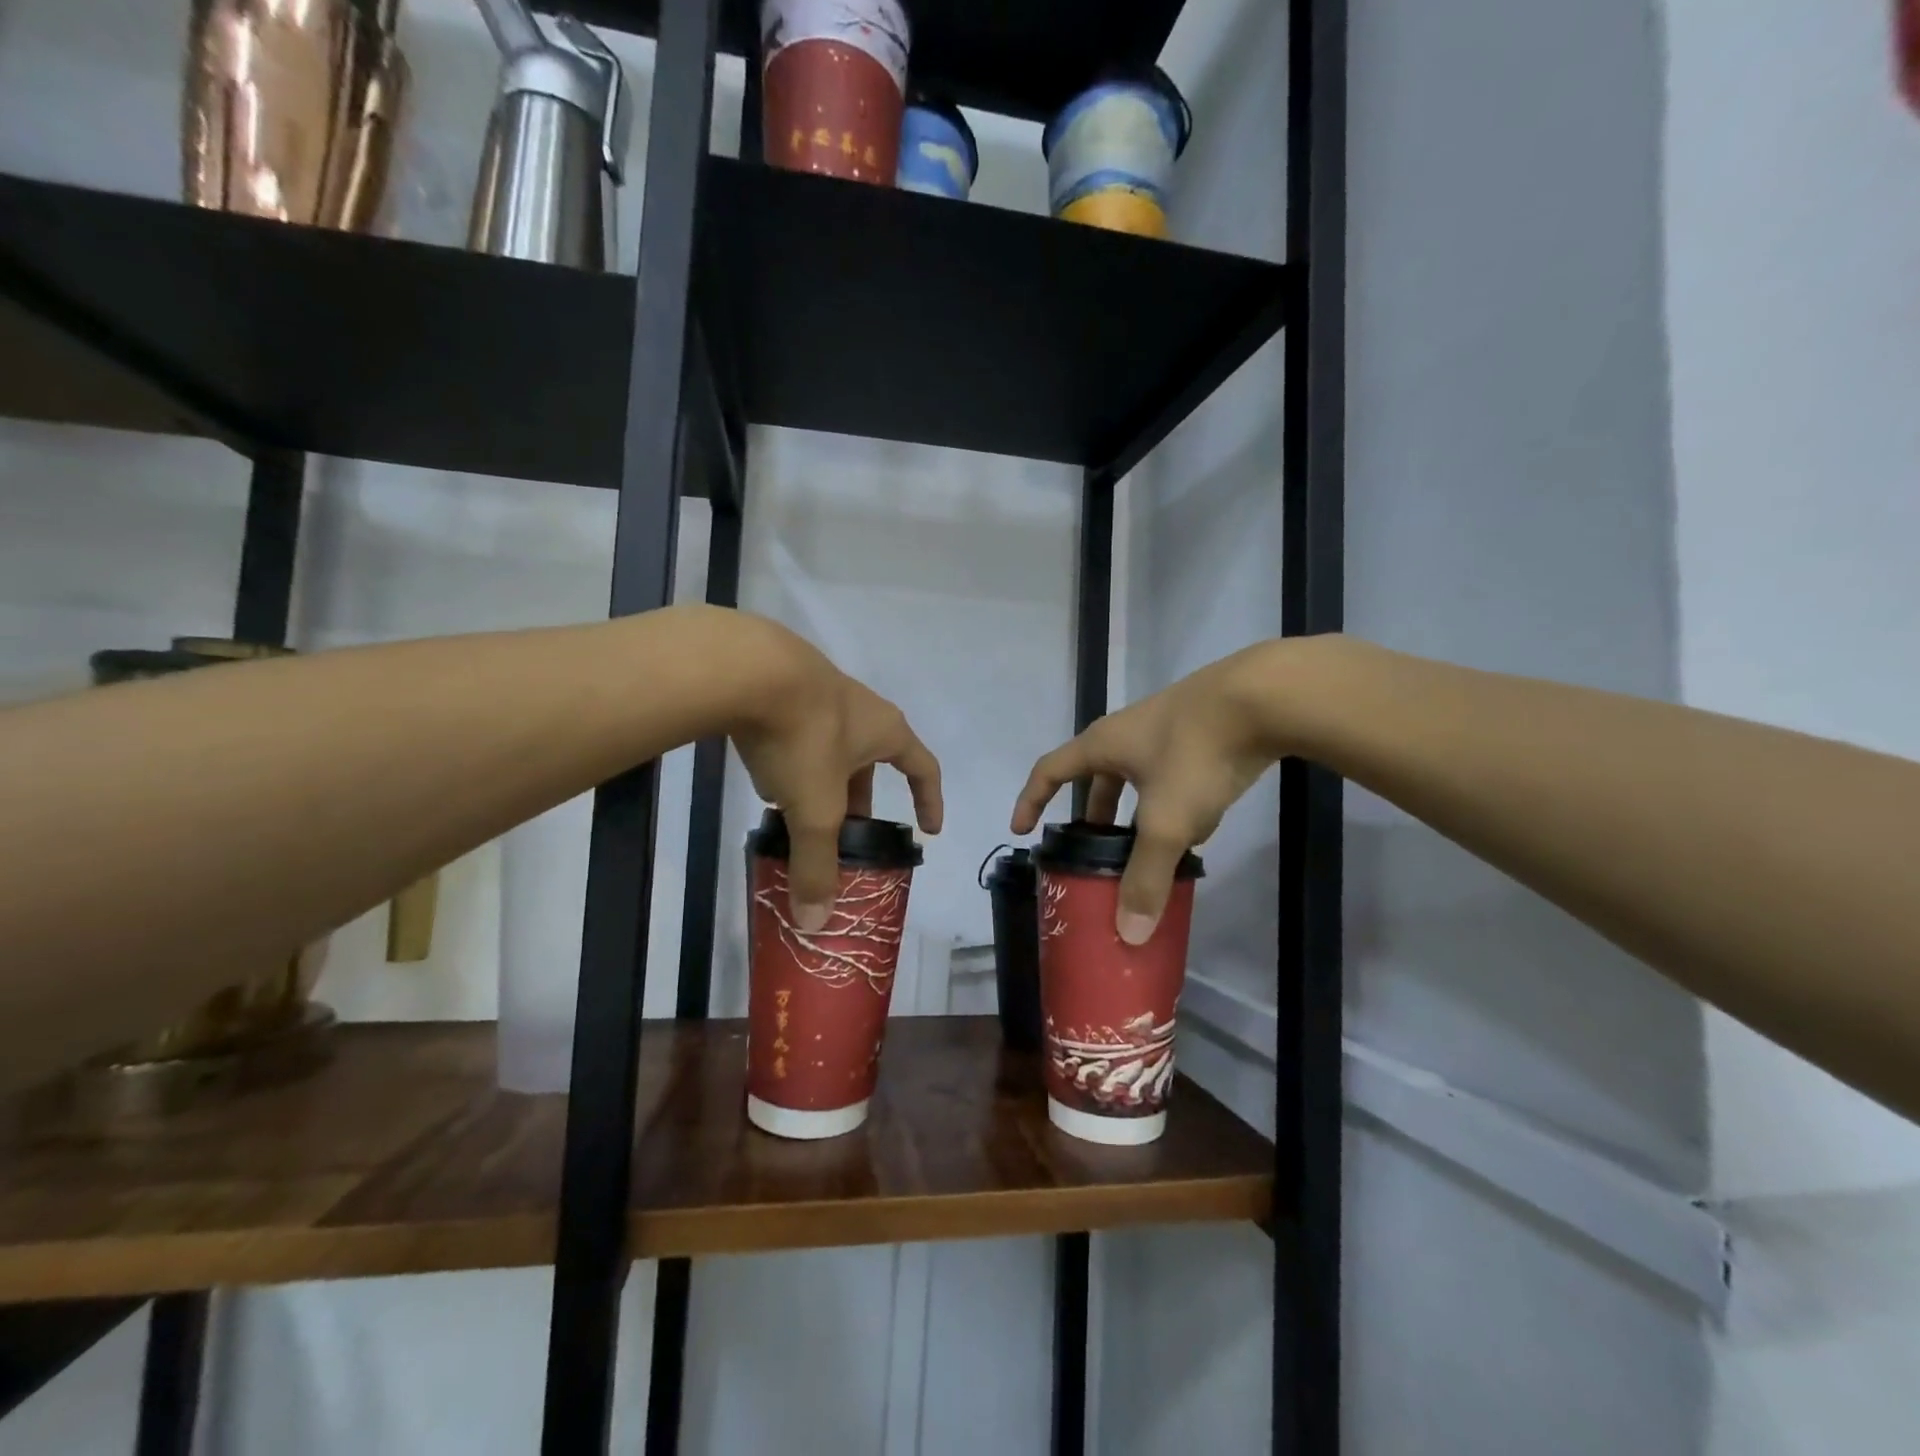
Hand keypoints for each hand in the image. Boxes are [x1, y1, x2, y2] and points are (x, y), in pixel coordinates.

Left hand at [728, 618, 941, 930]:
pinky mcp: (784, 685)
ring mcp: (822, 692)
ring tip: (799, 812)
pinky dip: (790, 759)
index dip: (930, 800)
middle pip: (872, 762)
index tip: (928, 829)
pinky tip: (765, 775)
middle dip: (861, 801)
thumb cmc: (804, 737)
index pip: (924, 768)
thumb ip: (816, 864)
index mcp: (885, 732)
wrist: (750, 668)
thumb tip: (815, 923)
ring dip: (822, 780)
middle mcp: (862, 709)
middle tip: (848, 836)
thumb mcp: (814, 809)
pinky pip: (798, 731)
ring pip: (831, 747)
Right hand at [1011, 639, 1321, 943]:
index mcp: (1102, 745)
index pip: (1049, 771)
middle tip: (1093, 850)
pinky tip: (1195, 824)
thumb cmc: (1196, 753)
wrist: (1263, 696)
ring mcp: (1165, 728)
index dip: (1031, 800)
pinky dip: (1168, 800)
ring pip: (1136, 776)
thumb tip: (1130, 934)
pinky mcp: (1200, 730)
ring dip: (1133, 809)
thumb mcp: (1167, 821)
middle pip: (1094, 775)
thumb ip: (1147, 875)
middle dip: (1091, 814)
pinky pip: (1170, 772)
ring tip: (1144, 845)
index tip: (1021, 830)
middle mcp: (1126, 732)